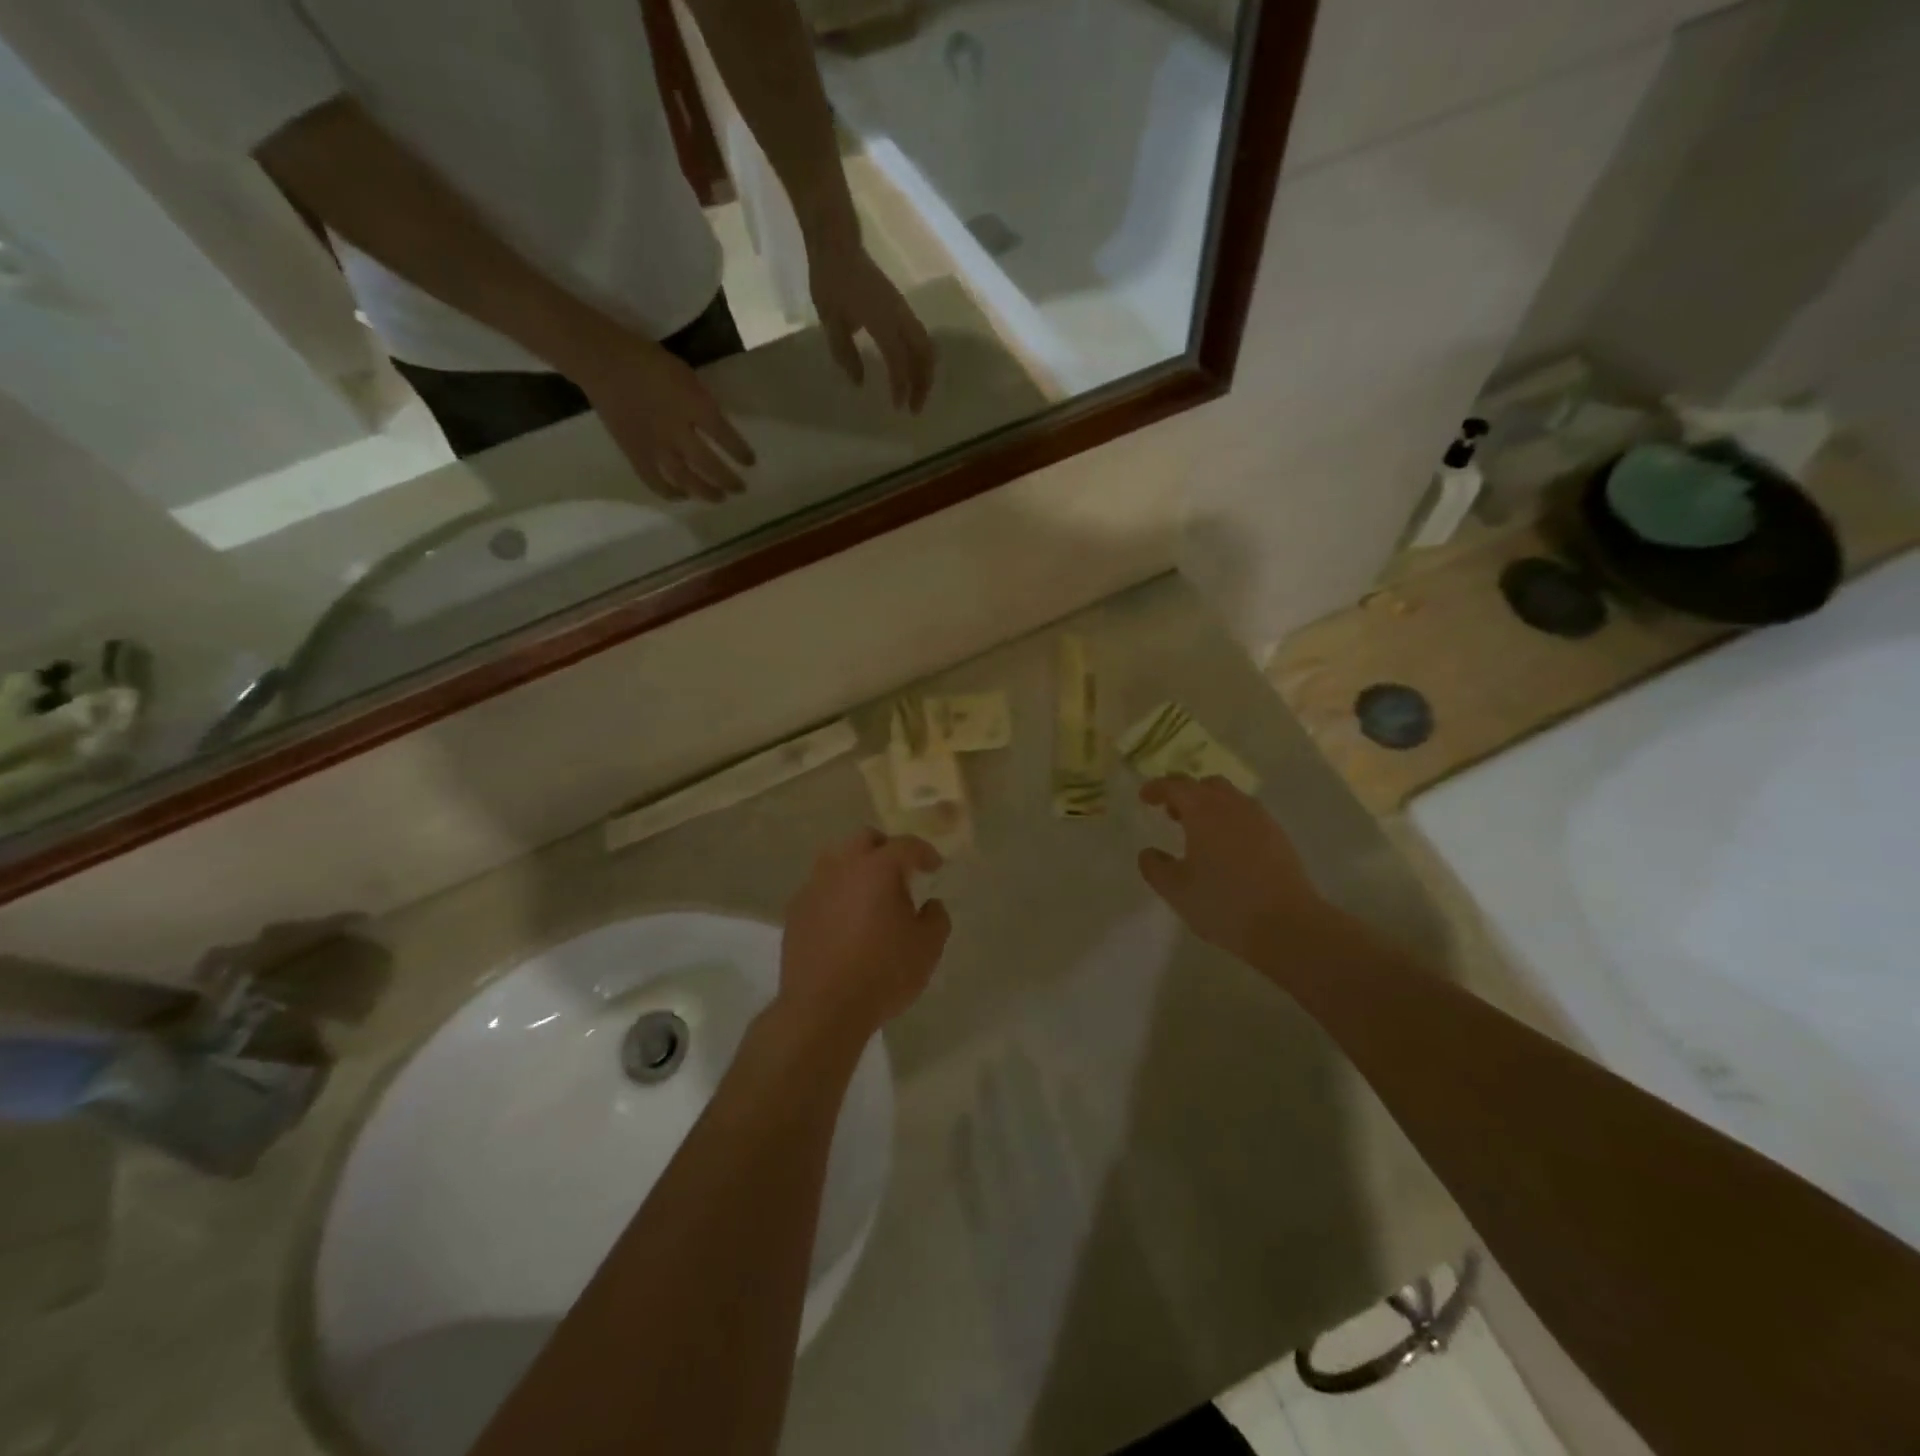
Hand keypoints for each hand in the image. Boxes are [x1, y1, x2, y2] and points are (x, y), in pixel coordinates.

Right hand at [568, 328, 754, 502]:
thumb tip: (717, 427)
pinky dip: (670, 493)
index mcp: (692, 405)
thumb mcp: (686, 375)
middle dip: (728, 480)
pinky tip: (682, 496)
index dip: (740, 452)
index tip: (750, 462)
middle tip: (741, 489)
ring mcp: (654, 446)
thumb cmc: (647, 360)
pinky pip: (654, 481)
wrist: (601, 360)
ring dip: (705, 492)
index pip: (725, 436)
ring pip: (685, 479)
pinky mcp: (634, 453)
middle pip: (709, 465)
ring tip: (720, 499)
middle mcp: (676, 431)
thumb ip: (702, 403)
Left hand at [779, 828, 950, 1038]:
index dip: (924, 852)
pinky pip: (820, 888)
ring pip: (837, 859)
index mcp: (877, 868)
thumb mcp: (927, 949)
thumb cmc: (882, 974)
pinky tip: (844, 919)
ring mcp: (814, 887)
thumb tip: (931, 904)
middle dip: (885, 849)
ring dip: (856, 868)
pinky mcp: (795, 911)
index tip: (934, 866)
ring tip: (870, 895)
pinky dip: (836, 893)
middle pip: (864, 839)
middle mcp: (842, 867)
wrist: (822, 1009)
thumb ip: (936, 918)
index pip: (905, 845)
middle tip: (900, 873)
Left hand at [809, 244, 935, 411]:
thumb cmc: (830, 280)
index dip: (901, 385)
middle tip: (915, 408)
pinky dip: (920, 359)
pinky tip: (911, 372)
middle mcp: (899, 316)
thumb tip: (859, 382)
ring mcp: (903, 310)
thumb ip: (845, 353)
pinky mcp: (901, 308)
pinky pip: (920, 338)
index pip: (899, 359)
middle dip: (923, 384)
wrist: (837, 242)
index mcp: (881, 320)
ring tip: (916, 394)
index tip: (898, 407)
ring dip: (925, 373)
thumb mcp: (830, 321)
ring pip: (926, 346)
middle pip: (924, 354)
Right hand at [1137, 776, 1339, 964]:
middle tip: (1171, 813)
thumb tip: (1148, 852)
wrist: (1287, 925)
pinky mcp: (1279, 836)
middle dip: (1185, 793)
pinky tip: (1226, 847)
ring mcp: (1260, 819)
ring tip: (1198, 831)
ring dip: (1209, 805)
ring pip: (1230, 798)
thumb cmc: (1223, 903)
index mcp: (1203, 811)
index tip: (1145, 797)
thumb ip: (1155, 867)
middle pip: (1206, 785)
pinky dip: (1230, 819)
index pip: (1175, 786)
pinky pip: (1248, 815)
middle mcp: (1233, 806)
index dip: (1156, 788)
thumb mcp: (1176, 890)